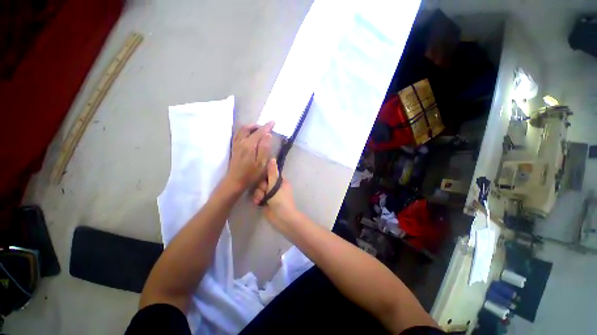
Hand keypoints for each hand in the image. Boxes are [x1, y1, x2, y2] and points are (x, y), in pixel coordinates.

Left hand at [226, 122, 273, 189]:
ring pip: (242, 130)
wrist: (235, 181)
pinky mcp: (234, 147)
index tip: (273, 122)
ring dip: (250, 127)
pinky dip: (244, 130)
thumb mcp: (261, 163)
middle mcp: (241, 142)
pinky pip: (237, 134)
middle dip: (258, 125)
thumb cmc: (251, 174)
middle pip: (248, 128)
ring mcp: (236, 144)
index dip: (267, 126)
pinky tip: (248, 134)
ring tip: (258, 129)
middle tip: (266, 127)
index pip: (259, 132)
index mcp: (249, 145)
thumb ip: (265, 148)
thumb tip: (268, 135)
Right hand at [253, 158, 297, 230]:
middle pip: (263, 181)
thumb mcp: (275, 184)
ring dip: (258, 194)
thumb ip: (272, 172)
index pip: (271, 173)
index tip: (262, 176)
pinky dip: (258, 199)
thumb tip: (272, 158)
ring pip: (259, 189)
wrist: (281, 218)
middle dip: (261, 186)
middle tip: (264, 190)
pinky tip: (258, 203)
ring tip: (261, 199)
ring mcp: (270, 194)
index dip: (265, 174)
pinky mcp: (265, 201)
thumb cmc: (281, 199)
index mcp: (280, 181)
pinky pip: (258, 196)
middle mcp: (275, 186)